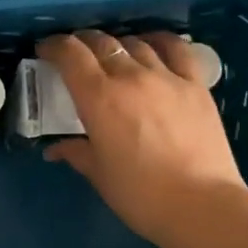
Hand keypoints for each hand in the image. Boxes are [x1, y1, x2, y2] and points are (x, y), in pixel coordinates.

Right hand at [38, 31, 247, 247]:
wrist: (201, 205)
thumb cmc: (140, 195)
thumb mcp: (99, 174)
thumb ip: (76, 152)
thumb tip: (55, 149)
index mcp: (99, 98)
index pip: (70, 55)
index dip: (54, 46)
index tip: (46, 51)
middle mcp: (131, 77)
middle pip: (102, 43)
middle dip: (82, 43)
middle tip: (75, 55)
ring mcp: (167, 77)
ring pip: (136, 44)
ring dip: (118, 45)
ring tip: (112, 55)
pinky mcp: (196, 86)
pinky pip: (177, 50)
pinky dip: (159, 41)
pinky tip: (153, 46)